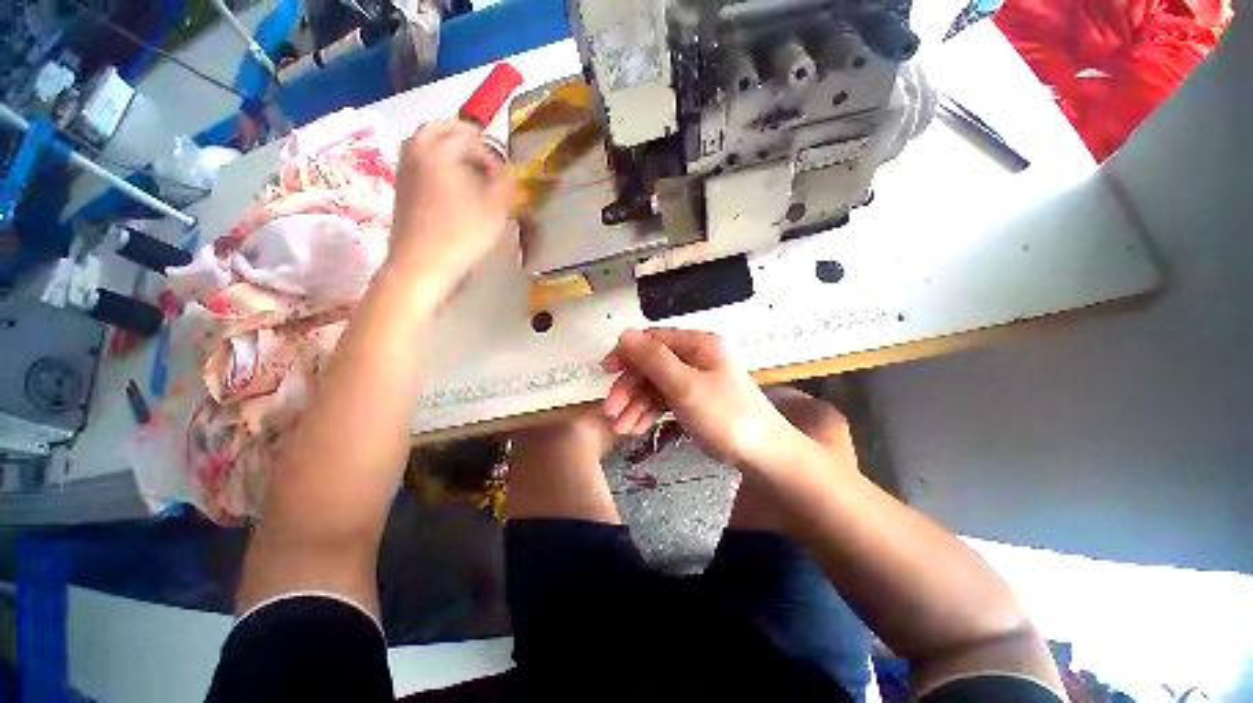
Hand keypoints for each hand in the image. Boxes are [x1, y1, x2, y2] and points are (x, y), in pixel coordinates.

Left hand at [387, 120, 512, 291]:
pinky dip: (437, 159)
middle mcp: (417, 148)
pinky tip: (451, 183)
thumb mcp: (496, 210)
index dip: (491, 155)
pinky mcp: (401, 183)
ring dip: (450, 147)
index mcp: (441, 150)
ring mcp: (405, 165)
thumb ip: (504, 182)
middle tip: (486, 163)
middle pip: (444, 128)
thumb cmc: (462, 236)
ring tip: (470, 171)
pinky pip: (420, 157)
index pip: (472, 137)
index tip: (501, 178)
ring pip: (428, 140)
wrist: (421, 264)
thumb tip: (503, 169)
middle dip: (468, 140)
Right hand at [600, 328, 805, 468]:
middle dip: (629, 388)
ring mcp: (695, 380)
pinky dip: (649, 413)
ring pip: (655, 385)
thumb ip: (653, 359)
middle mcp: (695, 357)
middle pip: (652, 365)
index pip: (653, 340)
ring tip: (620, 428)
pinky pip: (665, 400)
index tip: (605, 371)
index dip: (627, 353)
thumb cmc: (725, 416)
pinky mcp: (694, 400)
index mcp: (698, 344)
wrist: (764, 456)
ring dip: (635, 404)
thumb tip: (624, 333)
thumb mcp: (685, 386)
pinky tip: (636, 429)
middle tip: (610, 412)